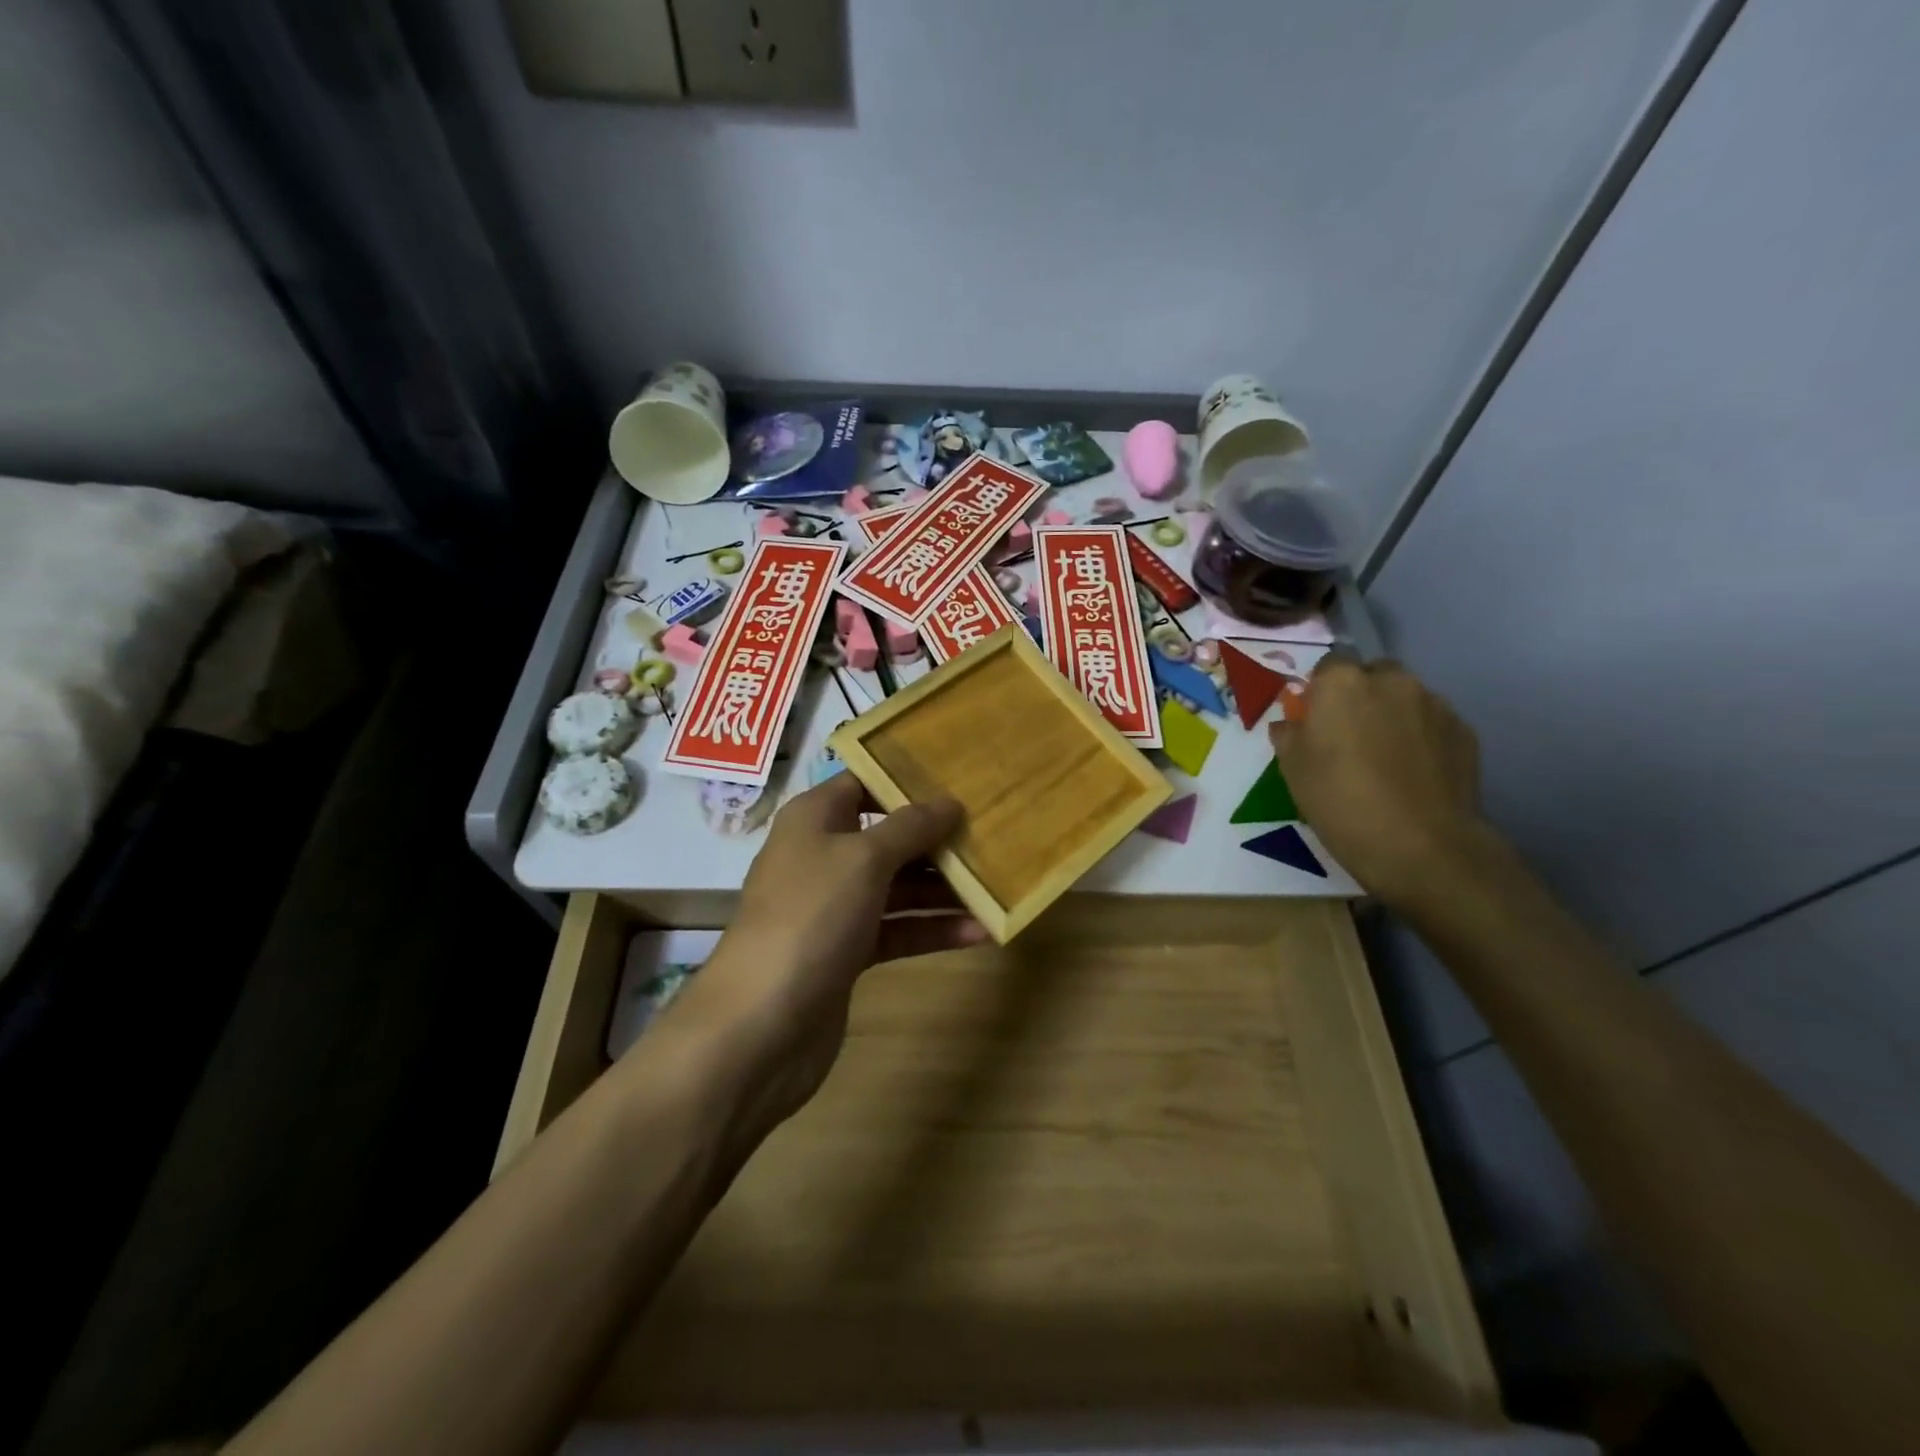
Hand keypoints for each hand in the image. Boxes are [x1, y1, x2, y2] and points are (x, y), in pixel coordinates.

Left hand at [652, 773, 983, 1136]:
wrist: (760, 1025)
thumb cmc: (810, 917)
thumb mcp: (864, 859)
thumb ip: (910, 827)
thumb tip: (949, 801)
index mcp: (815, 819)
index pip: (864, 783)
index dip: (908, 779)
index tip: (960, 779)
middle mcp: (823, 856)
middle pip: (888, 836)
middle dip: (937, 837)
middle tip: (993, 831)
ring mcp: (834, 907)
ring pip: (898, 886)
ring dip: (943, 887)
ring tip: (997, 882)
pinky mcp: (847, 952)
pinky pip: (898, 929)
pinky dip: (932, 929)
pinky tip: (980, 931)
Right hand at [1270, 655, 1486, 907]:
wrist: (1421, 845)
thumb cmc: (1340, 801)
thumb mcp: (1293, 770)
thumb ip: (1289, 736)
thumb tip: (1291, 724)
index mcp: (1343, 683)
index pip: (1328, 666)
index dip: (1321, 691)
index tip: (1316, 719)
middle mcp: (1392, 681)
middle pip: (1372, 675)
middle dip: (1362, 696)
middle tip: (1350, 737)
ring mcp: (1435, 704)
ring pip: (1406, 699)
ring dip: (1393, 716)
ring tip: (1386, 759)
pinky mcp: (1465, 732)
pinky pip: (1433, 724)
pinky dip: (1422, 738)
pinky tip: (1413, 773)